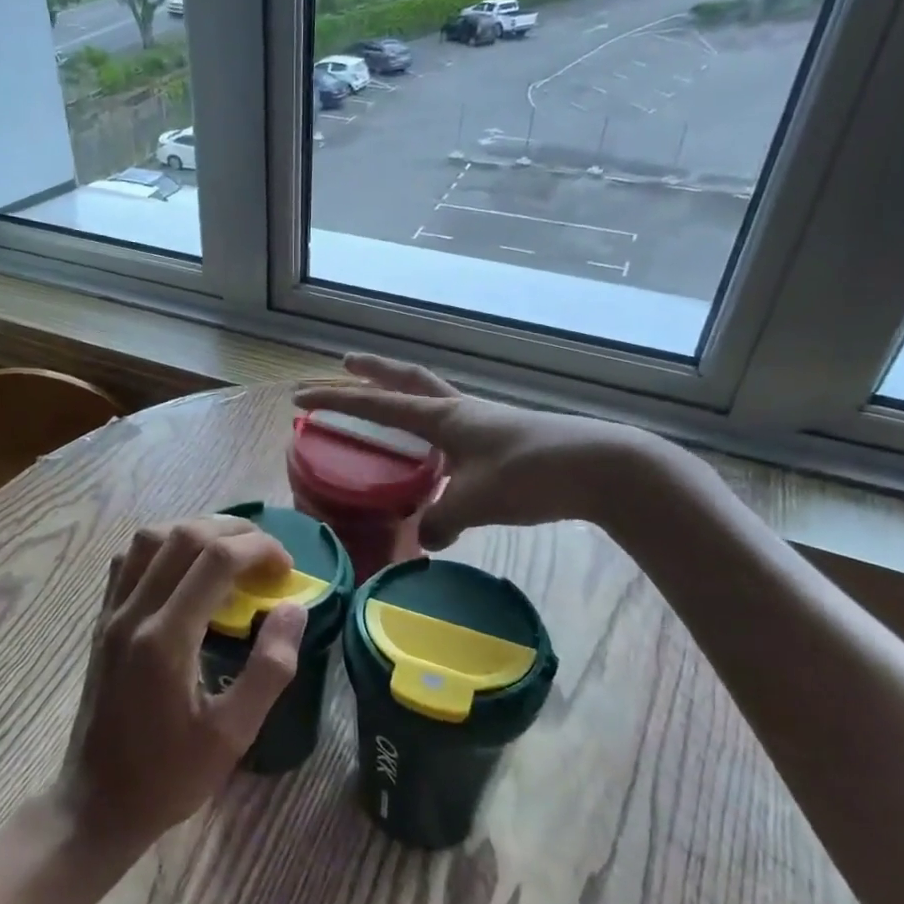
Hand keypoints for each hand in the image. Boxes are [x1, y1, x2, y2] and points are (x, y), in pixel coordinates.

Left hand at [58, 518, 308, 853]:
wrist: (96, 803)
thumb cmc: (169, 777)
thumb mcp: (233, 736)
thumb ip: (269, 669)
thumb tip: (293, 608)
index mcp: (166, 640)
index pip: (216, 559)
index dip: (259, 549)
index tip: (287, 568)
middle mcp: (134, 613)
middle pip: (183, 535)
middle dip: (234, 531)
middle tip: (267, 554)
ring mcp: (112, 613)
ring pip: (149, 537)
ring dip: (195, 529)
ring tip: (230, 551)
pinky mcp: (102, 620)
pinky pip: (128, 559)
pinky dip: (161, 545)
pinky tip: (184, 567)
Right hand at [294, 353, 657, 548]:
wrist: (602, 468)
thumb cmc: (530, 475)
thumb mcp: (476, 502)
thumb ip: (441, 520)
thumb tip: (425, 540)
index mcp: (443, 417)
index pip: (377, 404)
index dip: (336, 401)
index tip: (301, 399)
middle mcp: (459, 411)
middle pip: (406, 381)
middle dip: (371, 372)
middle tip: (344, 364)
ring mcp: (483, 422)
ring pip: (430, 400)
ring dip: (402, 397)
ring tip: (384, 409)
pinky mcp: (503, 440)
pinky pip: (453, 429)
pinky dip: (431, 433)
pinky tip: (435, 458)